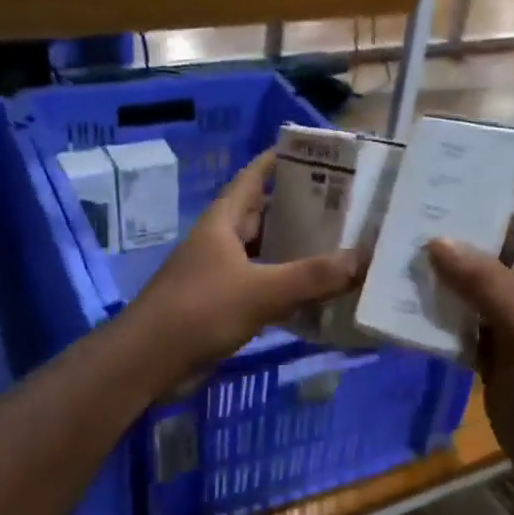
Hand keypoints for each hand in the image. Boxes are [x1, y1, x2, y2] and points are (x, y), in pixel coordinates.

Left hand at [134, 150, 362, 374]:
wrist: (149, 361)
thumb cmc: (200, 311)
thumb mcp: (262, 290)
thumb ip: (313, 277)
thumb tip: (364, 259)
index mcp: (222, 223)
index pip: (252, 178)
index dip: (277, 161)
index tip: (313, 153)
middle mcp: (219, 243)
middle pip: (261, 215)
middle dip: (295, 208)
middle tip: (341, 204)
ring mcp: (217, 276)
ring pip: (262, 254)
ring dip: (291, 251)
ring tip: (335, 246)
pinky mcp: (219, 307)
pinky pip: (259, 288)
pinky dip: (283, 288)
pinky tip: (312, 294)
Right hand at [427, 182, 513, 471]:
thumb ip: (486, 284)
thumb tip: (438, 241)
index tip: (513, 177)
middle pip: (511, 254)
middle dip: (479, 232)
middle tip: (432, 211)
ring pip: (480, 291)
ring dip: (451, 275)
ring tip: (408, 251)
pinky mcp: (492, 360)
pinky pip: (463, 327)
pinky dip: (440, 316)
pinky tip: (408, 306)